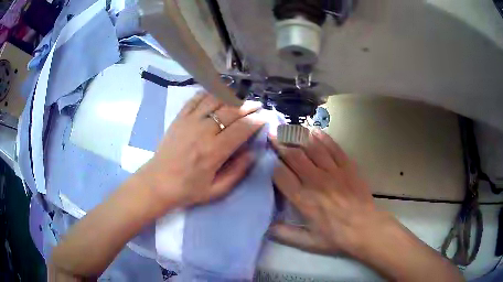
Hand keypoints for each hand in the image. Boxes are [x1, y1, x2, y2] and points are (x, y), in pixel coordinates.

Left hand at [138, 92, 264, 211]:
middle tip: (257, 105)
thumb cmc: (188, 189)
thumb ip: (237, 172)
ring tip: (240, 99)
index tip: (265, 117)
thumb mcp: (216, 190)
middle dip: (248, 106)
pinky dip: (208, 93)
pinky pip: (196, 99)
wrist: (158, 183)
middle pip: (231, 110)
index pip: (242, 129)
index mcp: (214, 151)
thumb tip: (252, 153)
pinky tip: (216, 94)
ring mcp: (189, 121)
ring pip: (215, 100)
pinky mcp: (179, 118)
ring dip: (231, 97)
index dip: (256, 121)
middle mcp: (203, 131)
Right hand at [269, 129, 387, 255]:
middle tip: (272, 133)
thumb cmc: (336, 237)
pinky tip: (314, 130)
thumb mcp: (308, 242)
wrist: (366, 228)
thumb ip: (284, 234)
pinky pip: (333, 148)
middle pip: (294, 156)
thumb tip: (265, 226)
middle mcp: (316, 181)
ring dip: (299, 136)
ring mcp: (333, 171)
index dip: (271, 164)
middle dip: (280, 143)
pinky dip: (323, 137)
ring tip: (288, 127)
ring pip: (312, 148)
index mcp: (304, 199)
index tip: (266, 156)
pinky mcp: (348, 166)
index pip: (281, 175)